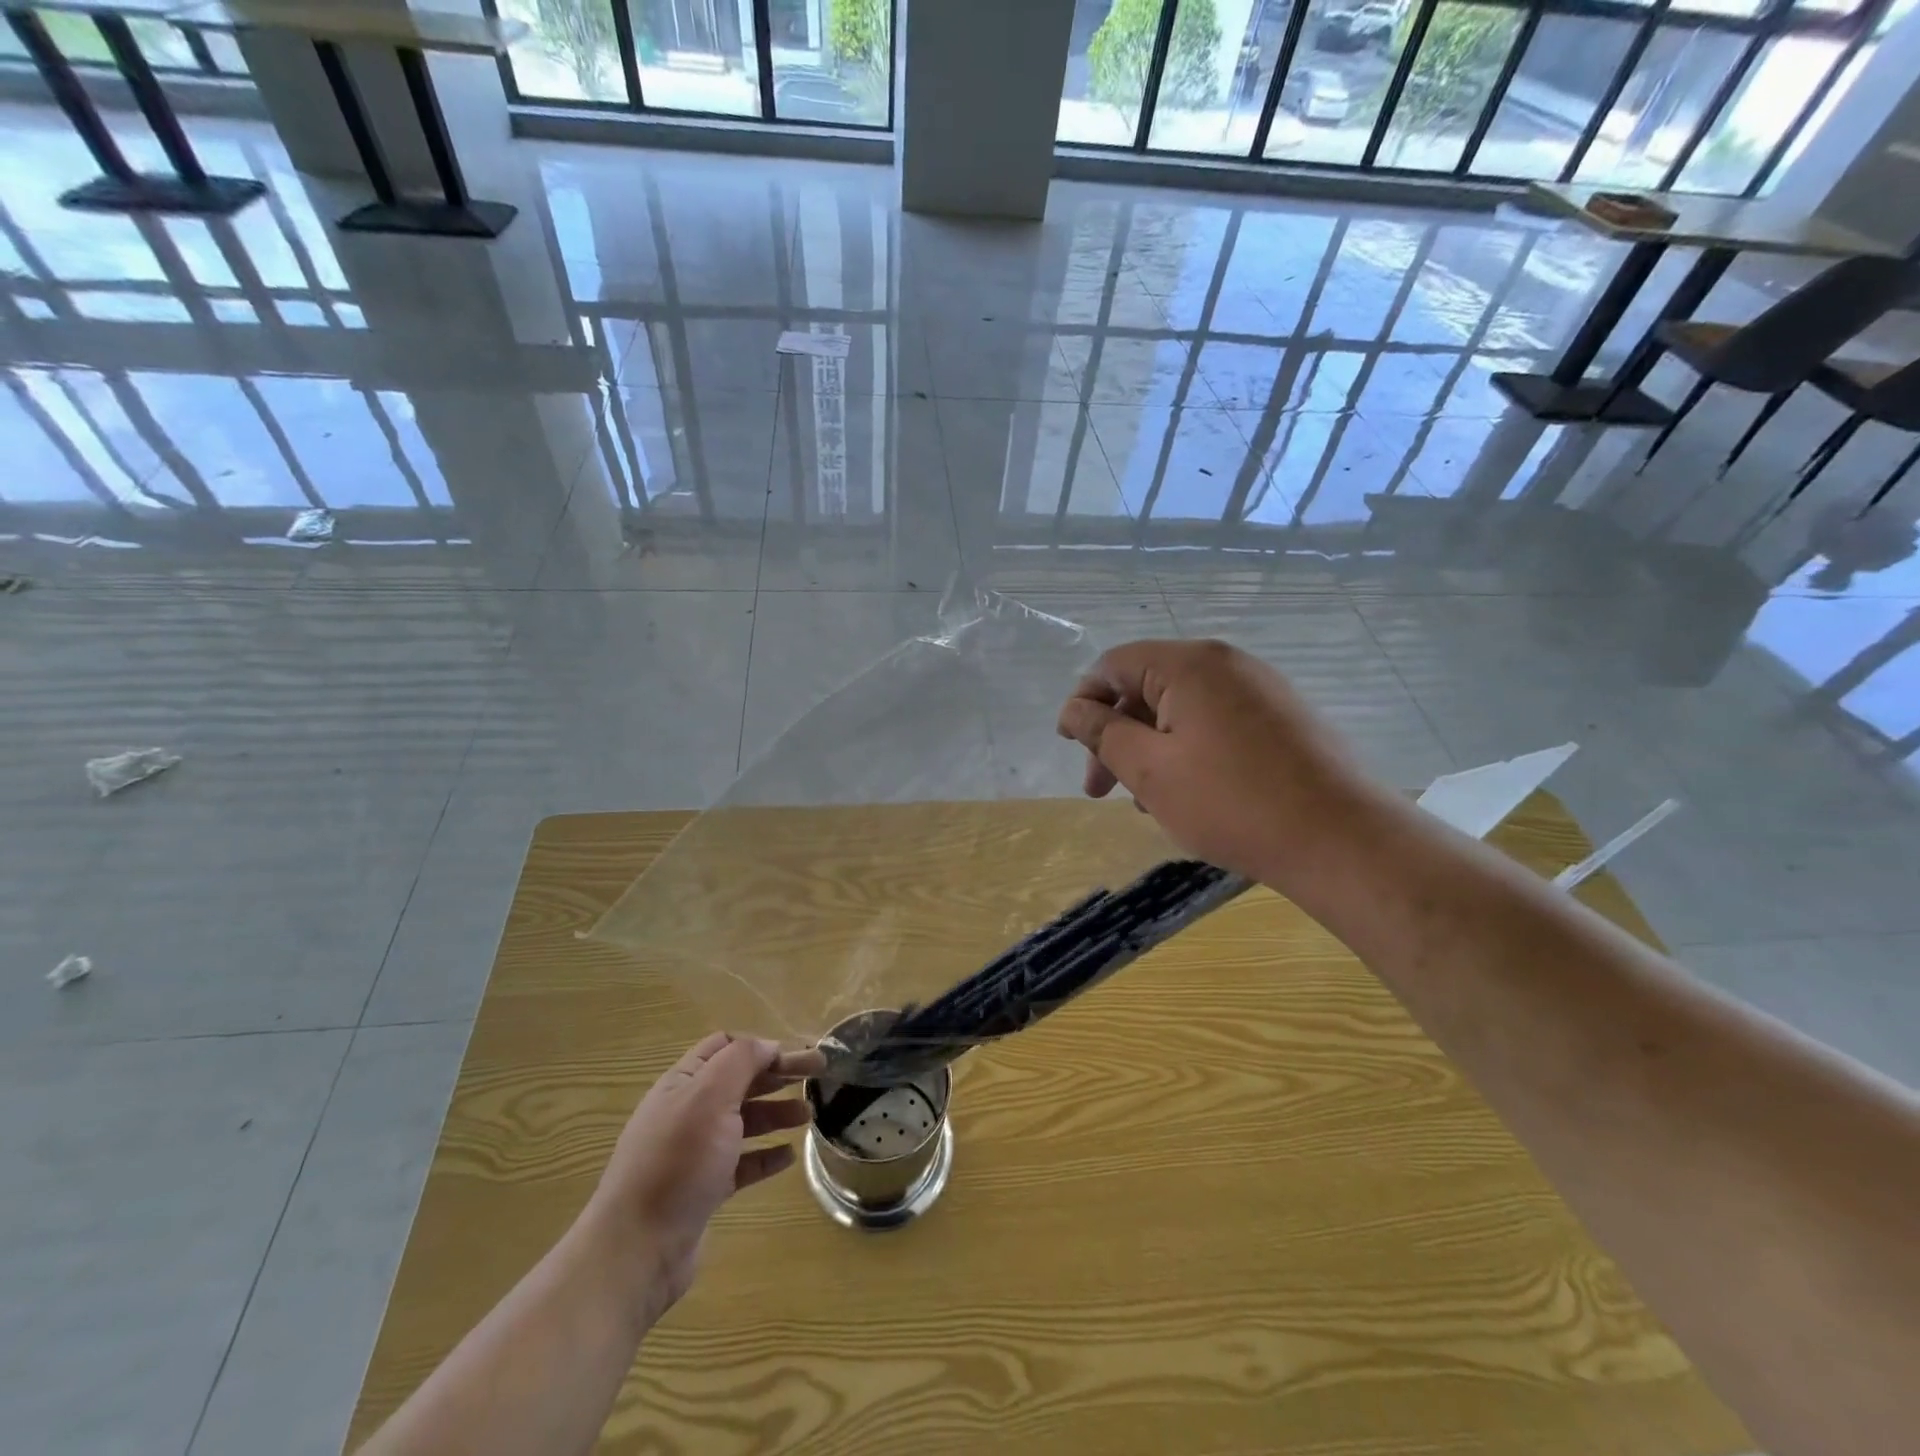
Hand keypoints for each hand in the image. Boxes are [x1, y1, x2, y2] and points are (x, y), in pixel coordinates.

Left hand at [581, 1034, 824, 1321]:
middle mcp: (688, 1112)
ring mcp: (695, 1153)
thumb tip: (768, 1045)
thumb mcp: (710, 1096)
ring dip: (776, 1112)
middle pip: (740, 1081)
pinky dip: (766, 1155)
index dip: (760, 1046)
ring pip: (744, 1121)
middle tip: (819, 1074)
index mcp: (683, 1083)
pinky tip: (789, 1156)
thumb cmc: (677, 1161)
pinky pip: (742, 1163)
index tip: (795, 1055)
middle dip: (778, 1075)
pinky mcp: (704, 1190)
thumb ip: (741, 1061)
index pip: (725, 1047)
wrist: (637, 1250)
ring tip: (809, 1115)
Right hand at [1056, 639, 1372, 882]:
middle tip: (1100, 790)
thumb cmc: (1231, 803)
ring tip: (1145, 802)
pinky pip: (1216, 723)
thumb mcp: (1149, 770)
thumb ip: (1102, 733)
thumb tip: (1073, 709)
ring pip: (1181, 710)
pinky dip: (1188, 751)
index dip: (1083, 702)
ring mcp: (1261, 689)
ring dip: (1150, 748)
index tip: (1070, 747)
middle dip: (1115, 735)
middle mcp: (1227, 663)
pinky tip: (1188, 795)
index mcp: (1189, 664)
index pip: (1114, 665)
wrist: (1342, 840)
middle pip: (1147, 686)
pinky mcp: (1284, 717)